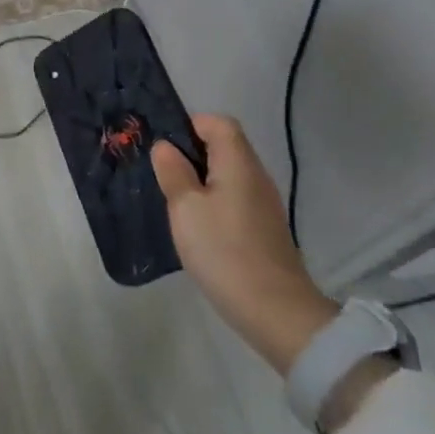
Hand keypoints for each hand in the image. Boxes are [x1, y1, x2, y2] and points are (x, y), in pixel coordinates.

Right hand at [152, 115, 338, 374]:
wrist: (274, 310)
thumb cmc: (223, 250)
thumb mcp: (185, 208)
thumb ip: (173, 172)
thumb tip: (165, 146)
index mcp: (238, 163)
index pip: (218, 123)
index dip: (190, 125)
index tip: (163, 146)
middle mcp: (256, 176)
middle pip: (224, 147)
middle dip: (191, 153)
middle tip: (160, 173)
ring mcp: (263, 204)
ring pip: (228, 174)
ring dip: (200, 179)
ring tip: (173, 199)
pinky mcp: (263, 228)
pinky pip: (234, 198)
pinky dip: (212, 200)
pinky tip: (196, 225)